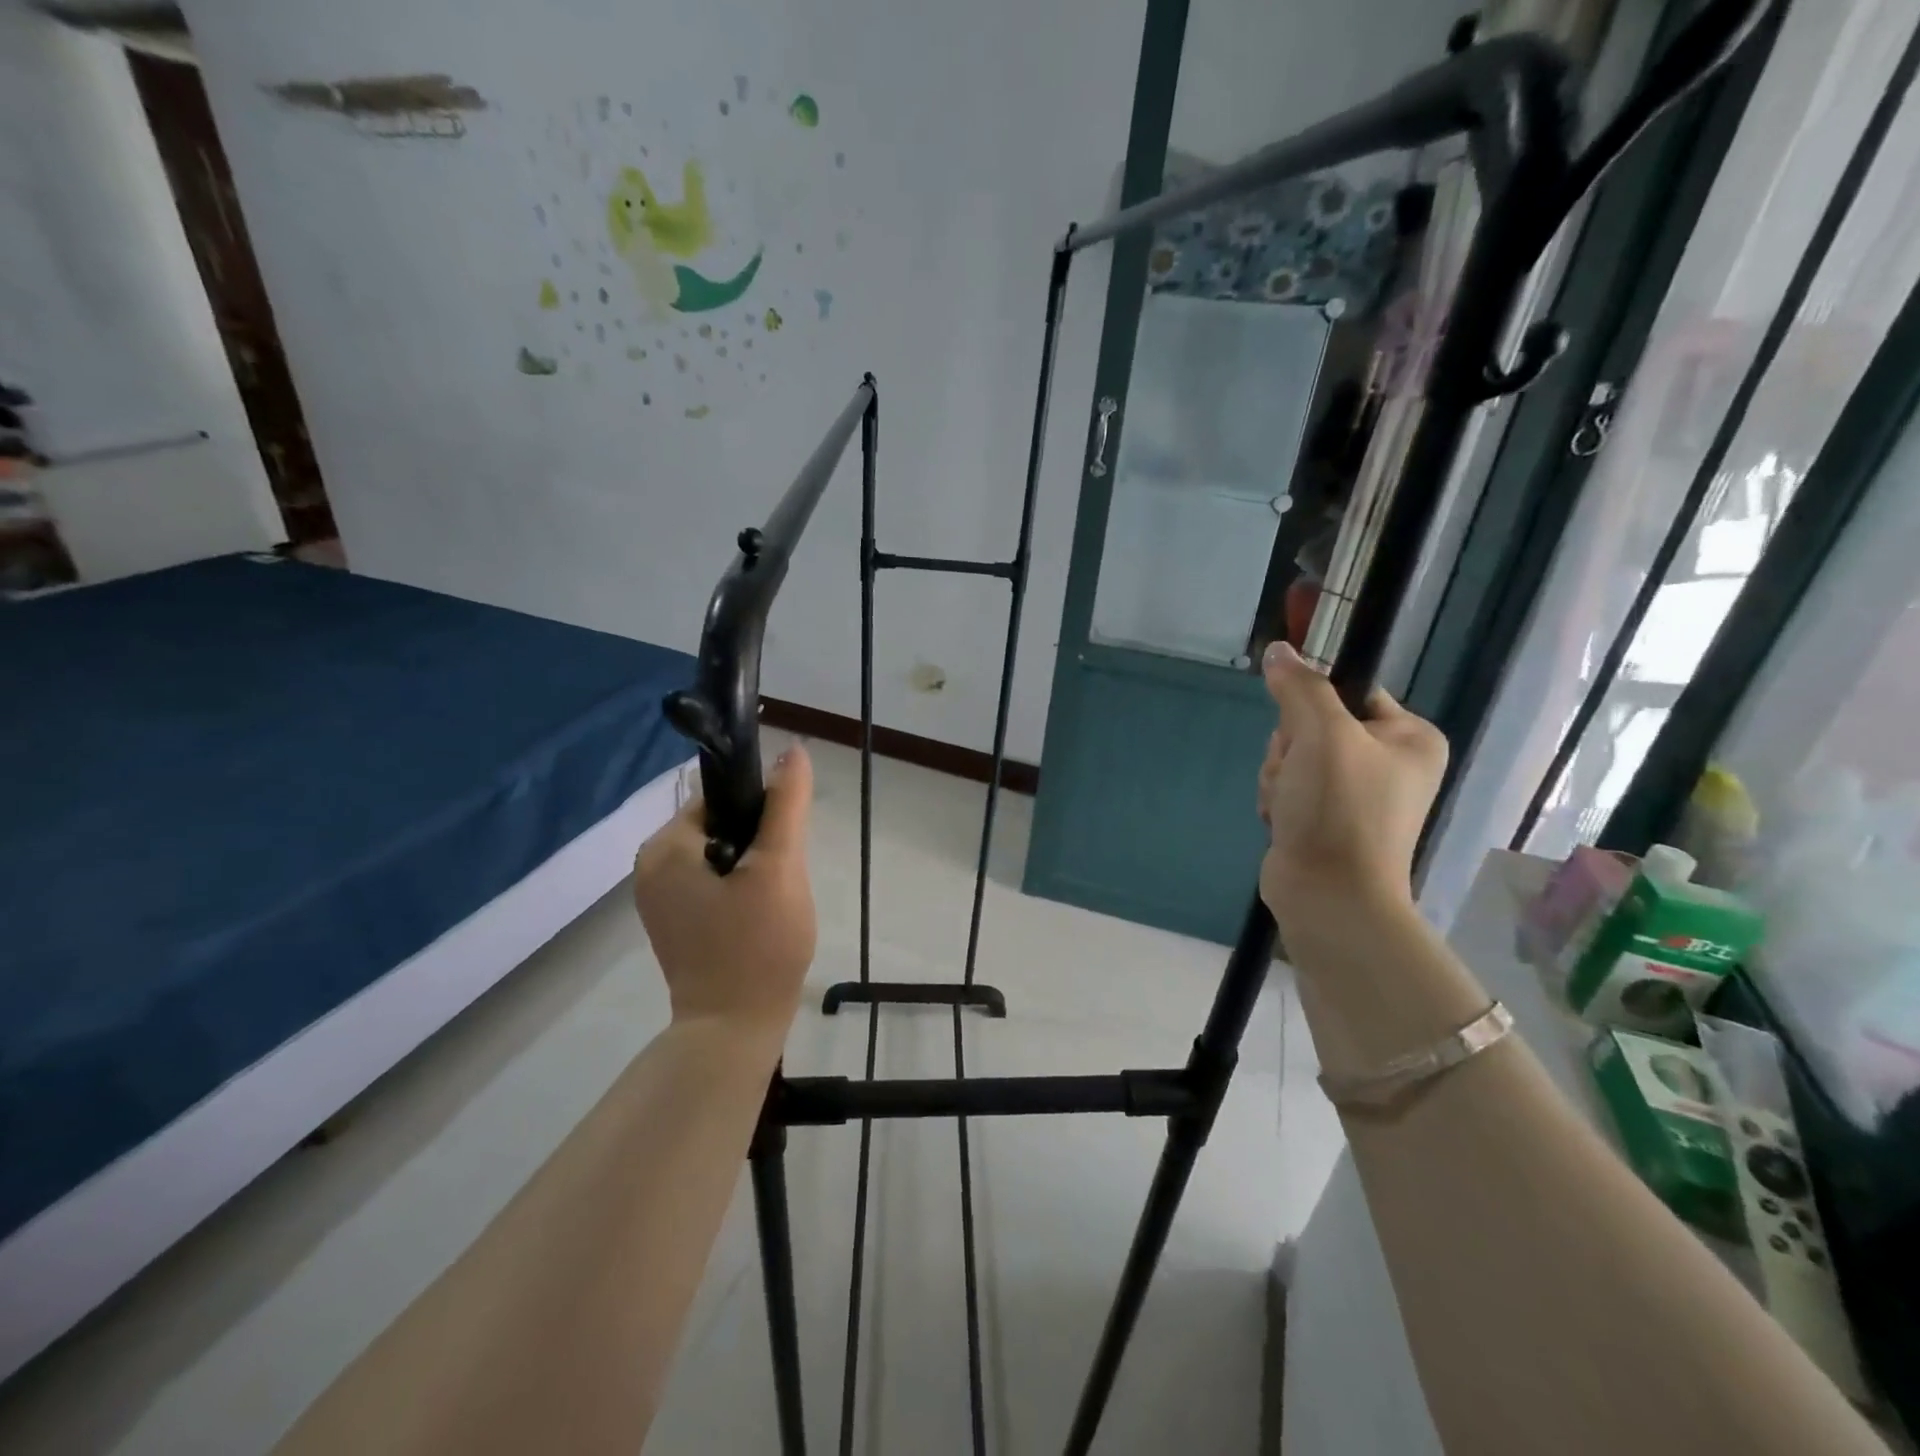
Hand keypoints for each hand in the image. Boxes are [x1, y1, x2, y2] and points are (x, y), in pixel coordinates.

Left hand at [634, 746, 817, 1043]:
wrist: (734, 1030)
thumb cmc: (758, 945)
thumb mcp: (779, 867)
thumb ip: (786, 805)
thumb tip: (794, 750)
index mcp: (665, 846)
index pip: (721, 798)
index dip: (762, 813)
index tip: (784, 848)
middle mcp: (651, 865)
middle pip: (722, 825)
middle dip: (760, 845)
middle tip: (781, 883)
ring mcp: (659, 896)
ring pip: (723, 854)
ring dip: (755, 868)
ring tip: (773, 903)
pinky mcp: (674, 920)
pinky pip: (714, 882)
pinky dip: (741, 889)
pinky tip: (759, 917)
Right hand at [1256, 642, 1446, 938]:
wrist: (1328, 894)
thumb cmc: (1340, 808)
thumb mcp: (1321, 733)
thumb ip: (1300, 686)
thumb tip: (1279, 650)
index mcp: (1410, 737)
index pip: (1350, 691)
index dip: (1313, 704)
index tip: (1302, 728)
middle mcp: (1390, 763)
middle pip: (1313, 724)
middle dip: (1289, 748)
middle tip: (1297, 772)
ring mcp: (1357, 794)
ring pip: (1293, 756)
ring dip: (1278, 776)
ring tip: (1289, 804)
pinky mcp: (1326, 819)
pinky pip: (1288, 787)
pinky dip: (1278, 799)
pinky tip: (1283, 820)